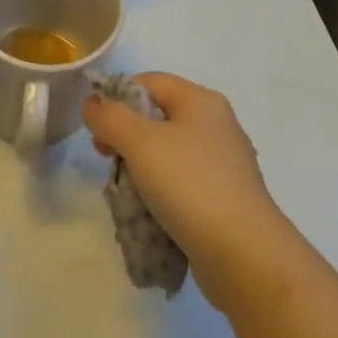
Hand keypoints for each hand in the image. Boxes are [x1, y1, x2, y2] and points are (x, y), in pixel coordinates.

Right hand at [82, 73, 294, 310]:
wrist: (245, 256)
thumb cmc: (190, 185)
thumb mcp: (141, 143)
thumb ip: (110, 117)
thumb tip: (92, 102)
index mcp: (201, 101)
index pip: (149, 82)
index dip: (117, 97)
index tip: (95, 127)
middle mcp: (216, 125)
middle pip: (157, 118)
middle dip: (125, 137)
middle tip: (105, 159)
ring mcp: (223, 165)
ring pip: (167, 155)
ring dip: (140, 170)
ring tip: (123, 193)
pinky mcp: (224, 200)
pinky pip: (182, 186)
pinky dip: (161, 195)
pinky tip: (147, 215)